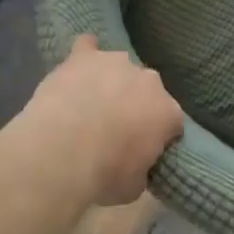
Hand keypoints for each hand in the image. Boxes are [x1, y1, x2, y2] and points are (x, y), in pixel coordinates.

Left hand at [18, 36, 183, 205]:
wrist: (61, 151)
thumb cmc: (104, 174)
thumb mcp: (134, 187)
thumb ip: (142, 170)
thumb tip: (136, 166)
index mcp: (168, 112)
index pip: (172, 122)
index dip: (158, 137)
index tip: (143, 151)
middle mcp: (148, 80)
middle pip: (147, 91)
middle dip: (136, 106)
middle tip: (115, 129)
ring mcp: (116, 62)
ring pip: (119, 68)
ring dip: (111, 82)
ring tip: (90, 103)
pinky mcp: (83, 56)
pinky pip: (87, 46)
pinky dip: (85, 53)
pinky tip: (77, 62)